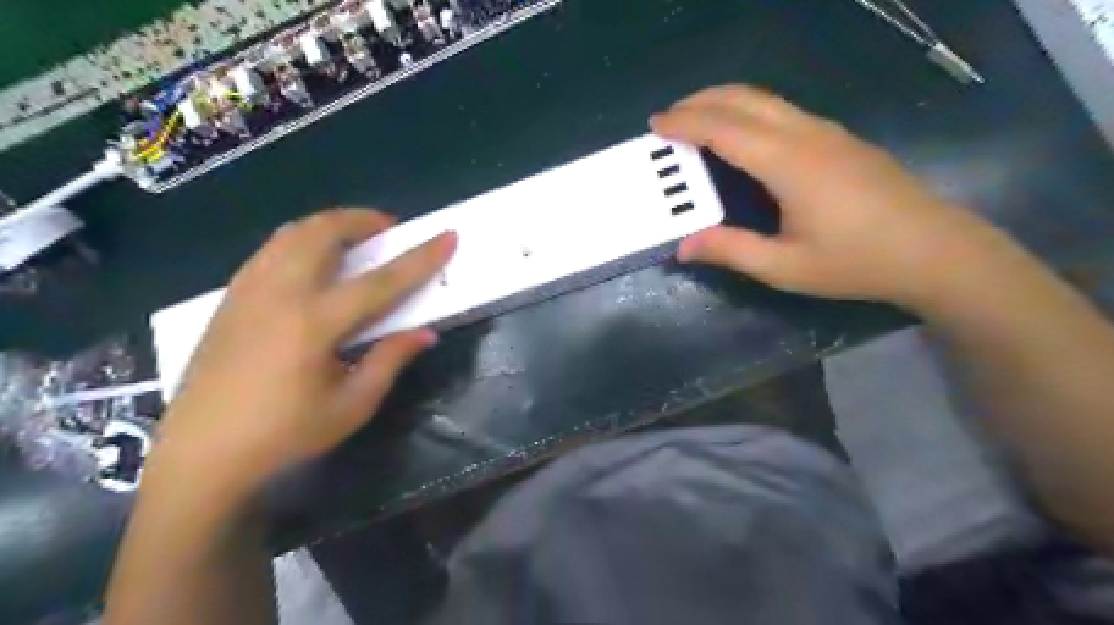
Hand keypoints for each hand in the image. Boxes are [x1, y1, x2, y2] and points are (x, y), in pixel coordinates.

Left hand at [151, 207, 456, 492]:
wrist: (200, 454)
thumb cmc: (284, 435)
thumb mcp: (351, 405)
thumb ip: (389, 360)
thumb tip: (425, 333)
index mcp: (314, 324)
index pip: (381, 281)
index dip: (420, 258)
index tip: (448, 236)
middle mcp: (279, 294)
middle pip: (322, 233)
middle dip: (362, 220)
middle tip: (388, 230)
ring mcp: (248, 291)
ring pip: (291, 234)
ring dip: (329, 226)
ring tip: (354, 239)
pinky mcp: (229, 299)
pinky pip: (271, 250)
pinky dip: (301, 241)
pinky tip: (313, 264)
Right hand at [650, 82, 995, 307]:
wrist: (934, 250)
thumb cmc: (856, 262)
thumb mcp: (784, 267)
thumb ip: (731, 250)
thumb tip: (683, 247)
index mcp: (788, 163)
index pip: (725, 130)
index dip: (686, 123)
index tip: (655, 124)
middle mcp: (806, 135)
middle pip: (745, 100)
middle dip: (701, 101)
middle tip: (668, 117)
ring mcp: (827, 133)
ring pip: (766, 100)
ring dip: (725, 102)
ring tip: (696, 120)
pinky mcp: (839, 139)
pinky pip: (783, 111)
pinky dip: (748, 112)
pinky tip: (742, 135)